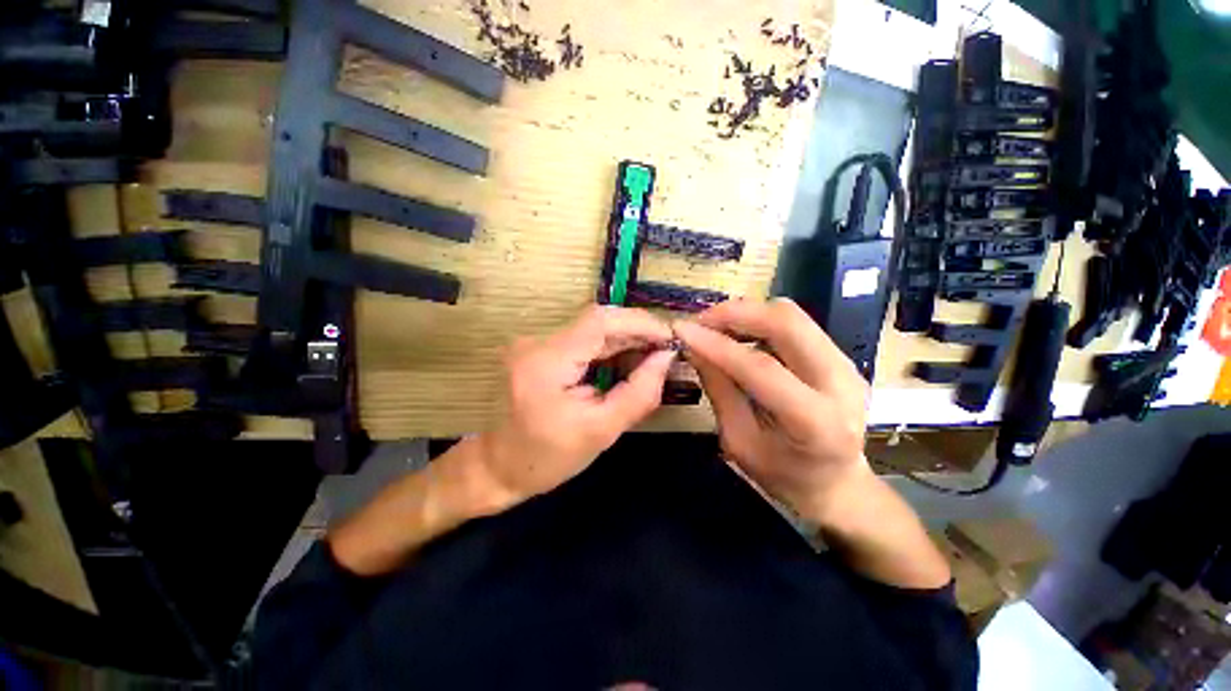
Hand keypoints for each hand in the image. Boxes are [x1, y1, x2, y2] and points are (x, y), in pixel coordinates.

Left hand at [478, 305, 676, 505]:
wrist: (496, 468)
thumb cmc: (546, 459)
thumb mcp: (600, 432)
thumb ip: (638, 394)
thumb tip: (665, 359)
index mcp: (547, 363)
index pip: (599, 321)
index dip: (639, 322)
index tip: (669, 337)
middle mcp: (537, 342)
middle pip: (596, 321)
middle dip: (636, 330)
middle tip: (667, 348)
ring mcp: (536, 344)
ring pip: (591, 329)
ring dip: (625, 338)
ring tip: (653, 355)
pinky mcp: (540, 350)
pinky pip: (582, 340)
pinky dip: (609, 347)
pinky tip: (628, 360)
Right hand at [673, 298, 870, 522]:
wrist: (837, 484)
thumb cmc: (783, 476)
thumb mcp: (739, 442)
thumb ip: (719, 391)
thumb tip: (694, 348)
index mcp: (816, 422)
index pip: (761, 368)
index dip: (717, 345)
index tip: (682, 329)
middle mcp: (841, 383)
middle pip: (787, 322)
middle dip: (735, 313)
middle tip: (700, 321)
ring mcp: (846, 364)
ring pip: (791, 315)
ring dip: (746, 314)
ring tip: (715, 328)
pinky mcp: (840, 356)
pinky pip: (794, 324)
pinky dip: (759, 322)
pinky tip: (738, 336)